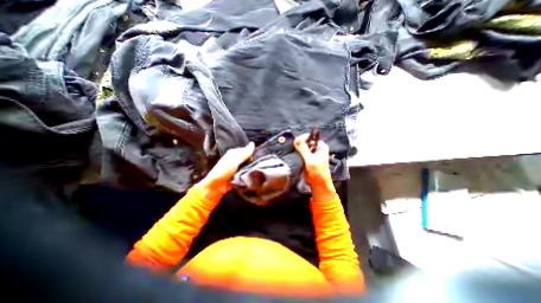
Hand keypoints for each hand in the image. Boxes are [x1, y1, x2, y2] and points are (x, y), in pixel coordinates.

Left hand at [198, 143, 254, 199]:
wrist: (215, 186)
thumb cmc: (223, 171)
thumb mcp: (235, 161)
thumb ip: (245, 153)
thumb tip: (253, 143)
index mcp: (233, 152)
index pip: (247, 150)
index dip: (251, 154)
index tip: (253, 160)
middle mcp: (235, 158)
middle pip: (247, 158)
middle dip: (251, 162)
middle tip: (253, 166)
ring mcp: (236, 166)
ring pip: (247, 165)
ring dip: (249, 168)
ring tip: (252, 171)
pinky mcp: (237, 174)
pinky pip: (245, 172)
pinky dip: (247, 173)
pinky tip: (250, 176)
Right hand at [294, 134, 331, 186]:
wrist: (317, 183)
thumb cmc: (318, 172)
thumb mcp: (311, 159)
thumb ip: (303, 149)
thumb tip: (296, 140)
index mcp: (320, 146)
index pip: (310, 137)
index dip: (303, 138)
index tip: (296, 141)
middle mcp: (316, 149)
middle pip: (305, 142)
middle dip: (299, 143)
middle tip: (294, 146)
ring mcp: (310, 154)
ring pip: (302, 148)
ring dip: (297, 149)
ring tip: (293, 151)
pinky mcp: (305, 159)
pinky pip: (300, 153)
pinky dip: (296, 153)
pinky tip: (293, 154)